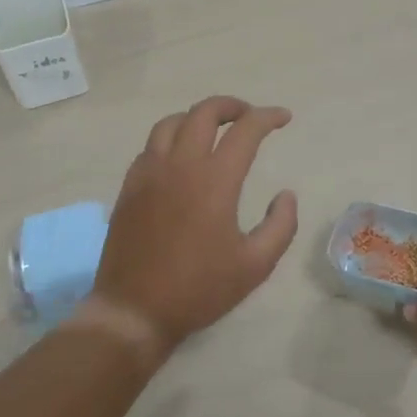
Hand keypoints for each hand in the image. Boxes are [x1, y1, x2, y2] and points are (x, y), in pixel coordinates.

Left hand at [86, 96, 298, 360]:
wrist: (134, 310)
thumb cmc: (199, 289)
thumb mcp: (255, 265)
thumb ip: (281, 225)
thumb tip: (286, 195)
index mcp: (214, 180)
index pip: (246, 130)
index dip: (268, 117)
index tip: (283, 118)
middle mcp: (180, 165)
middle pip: (204, 113)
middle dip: (231, 106)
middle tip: (248, 116)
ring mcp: (149, 173)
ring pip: (171, 123)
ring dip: (197, 117)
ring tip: (213, 129)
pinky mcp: (129, 187)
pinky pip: (150, 146)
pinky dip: (171, 138)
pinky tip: (180, 157)